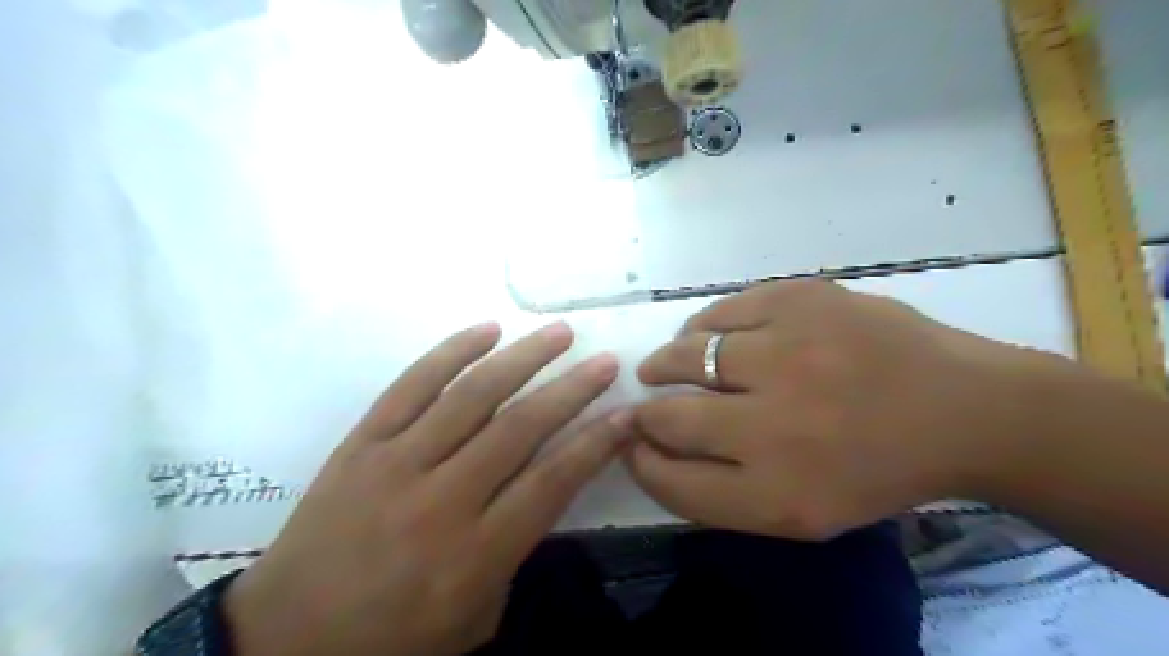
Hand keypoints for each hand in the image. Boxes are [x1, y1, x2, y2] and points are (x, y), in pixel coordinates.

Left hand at [223, 322, 635, 655]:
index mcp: (474, 554)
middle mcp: (440, 500)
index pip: (552, 483)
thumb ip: (514, 548)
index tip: (626, 414)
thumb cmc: (392, 639)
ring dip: (522, 359)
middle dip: (571, 390)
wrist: (283, 642)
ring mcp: (395, 463)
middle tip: (605, 361)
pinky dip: (451, 352)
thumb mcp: (474, 616)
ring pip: (471, 396)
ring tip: (559, 333)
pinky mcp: (361, 443)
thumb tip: (544, 484)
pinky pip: (411, 385)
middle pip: (519, 429)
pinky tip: (487, 330)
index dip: (595, 443)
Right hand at [627, 279, 1046, 539]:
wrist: (962, 408)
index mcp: (779, 492)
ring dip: (666, 363)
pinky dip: (702, 326)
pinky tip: (708, 335)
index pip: (671, 481)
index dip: (641, 461)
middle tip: (648, 403)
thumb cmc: (875, 468)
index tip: (636, 444)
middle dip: (645, 413)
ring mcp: (789, 353)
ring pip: (684, 354)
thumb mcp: (801, 511)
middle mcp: (775, 425)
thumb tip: (652, 448)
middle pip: (668, 418)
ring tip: (667, 364)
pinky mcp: (801, 300)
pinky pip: (720, 311)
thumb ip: (719, 491)